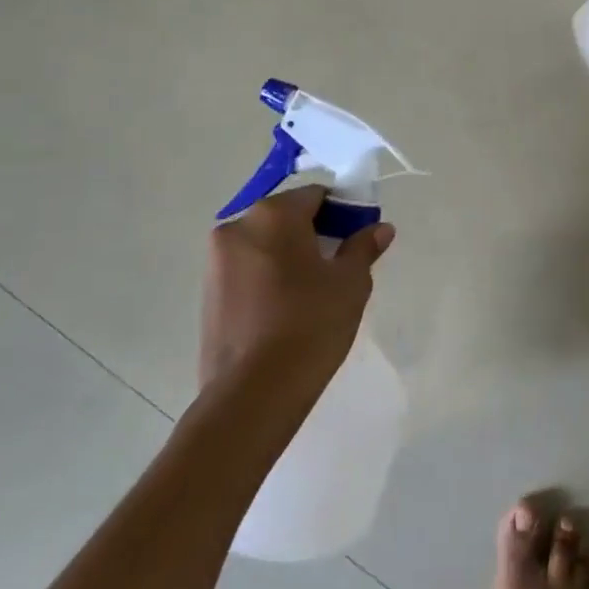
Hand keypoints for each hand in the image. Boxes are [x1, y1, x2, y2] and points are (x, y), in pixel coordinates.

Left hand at [200, 186, 393, 398]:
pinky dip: (270, 275)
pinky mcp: (208, 293)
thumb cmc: (310, 324)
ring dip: (291, 254)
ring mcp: (216, 261)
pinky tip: (289, 306)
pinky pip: (248, 268)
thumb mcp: (350, 283)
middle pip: (287, 216)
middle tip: (341, 264)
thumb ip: (364, 247)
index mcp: (273, 215)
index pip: (316, 195)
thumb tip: (380, 228)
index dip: (344, 211)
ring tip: (315, 289)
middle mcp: (237, 227)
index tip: (360, 236)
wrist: (253, 393)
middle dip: (315, 232)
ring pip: (265, 243)